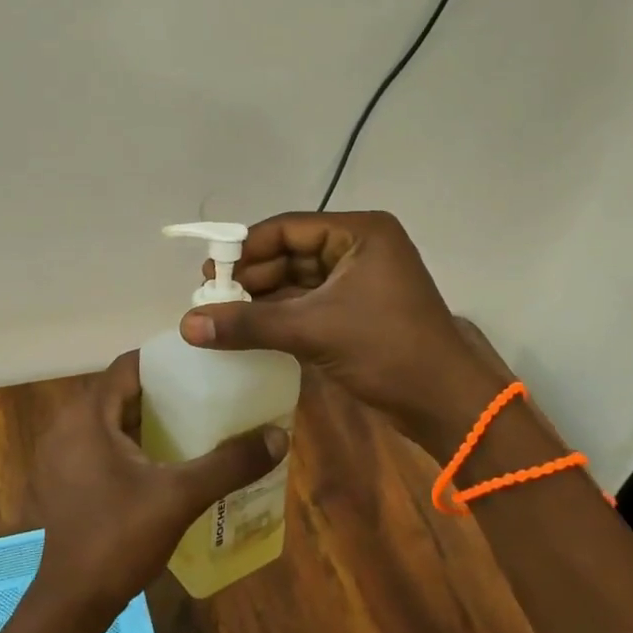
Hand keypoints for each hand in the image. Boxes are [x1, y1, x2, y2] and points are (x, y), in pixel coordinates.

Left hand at [31, 352, 286, 613]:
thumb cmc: (120, 539)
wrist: (72, 603)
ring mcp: (61, 454)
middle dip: (162, 392)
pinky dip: (131, 442)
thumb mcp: (181, 497)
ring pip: (111, 420)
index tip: (202, 364)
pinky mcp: (64, 479)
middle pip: (120, 391)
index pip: (128, 366)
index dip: (165, 361)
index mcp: (87, 416)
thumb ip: (229, 464)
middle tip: (207, 394)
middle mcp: (67, 425)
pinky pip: (101, 443)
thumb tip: (278, 436)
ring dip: (147, 419)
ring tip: (194, 422)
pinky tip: (164, 460)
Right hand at [179, 211, 498, 443]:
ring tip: (222, 315)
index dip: (246, 248)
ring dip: (262, 298)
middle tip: (211, 297)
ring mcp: (360, 280)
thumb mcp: (313, 330)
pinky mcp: (356, 310)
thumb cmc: (387, 350)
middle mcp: (360, 247)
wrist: (446, 405)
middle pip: (290, 252)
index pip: (288, 228)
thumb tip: (186, 325)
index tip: (210, 272)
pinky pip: (308, 302)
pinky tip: (248, 328)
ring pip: (296, 280)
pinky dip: (279, 314)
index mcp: (360, 233)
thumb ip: (248, 323)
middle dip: (252, 276)